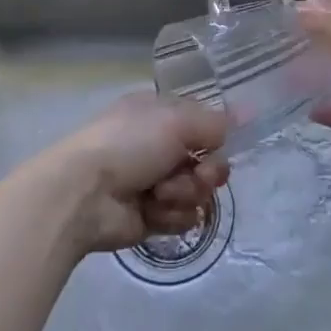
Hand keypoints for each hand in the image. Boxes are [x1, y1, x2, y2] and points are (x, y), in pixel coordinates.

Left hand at [34, 91, 230, 255]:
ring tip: (160, 194)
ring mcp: (154, 183)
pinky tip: (153, 211)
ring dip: (185, 194)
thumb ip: (215, 122)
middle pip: (206, 160)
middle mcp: (158, 146)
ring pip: (197, 191)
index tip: (222, 143)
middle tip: (198, 175)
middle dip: (207, 171)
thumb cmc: (129, 143)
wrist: (84, 193)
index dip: (215, 136)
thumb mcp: (177, 120)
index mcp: (159, 115)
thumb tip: (247, 114)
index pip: (203, 124)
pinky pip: (182, 217)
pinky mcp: (151, 216)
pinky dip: (171, 214)